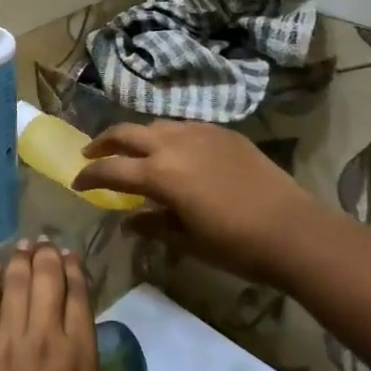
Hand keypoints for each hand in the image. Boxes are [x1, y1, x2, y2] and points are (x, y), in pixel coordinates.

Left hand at [0, 241, 124, 370]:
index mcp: (82, 361)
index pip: (79, 297)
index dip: (75, 271)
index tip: (72, 256)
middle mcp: (45, 339)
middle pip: (46, 279)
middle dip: (48, 255)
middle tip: (46, 243)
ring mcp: (6, 342)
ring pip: (14, 282)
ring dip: (20, 259)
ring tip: (24, 245)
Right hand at [74, 121, 314, 283]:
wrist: (293, 230)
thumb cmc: (236, 245)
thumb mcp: (188, 241)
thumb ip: (153, 225)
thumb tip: (128, 222)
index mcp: (160, 174)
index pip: (111, 169)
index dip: (90, 176)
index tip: (77, 182)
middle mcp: (173, 144)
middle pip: (126, 133)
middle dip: (103, 142)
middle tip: (91, 153)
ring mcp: (199, 133)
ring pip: (154, 125)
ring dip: (136, 136)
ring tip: (132, 150)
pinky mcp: (222, 132)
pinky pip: (184, 127)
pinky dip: (167, 136)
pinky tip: (175, 151)